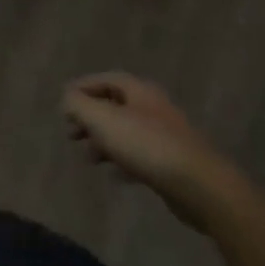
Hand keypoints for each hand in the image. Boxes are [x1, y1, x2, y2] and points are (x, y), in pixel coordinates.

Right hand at [63, 73, 244, 228]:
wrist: (199, 186)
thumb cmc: (146, 145)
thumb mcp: (103, 120)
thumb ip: (80, 105)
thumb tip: (67, 98)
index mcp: (139, 91)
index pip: (106, 79)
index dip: (83, 88)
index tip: (64, 103)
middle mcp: (153, 107)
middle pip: (115, 106)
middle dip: (91, 118)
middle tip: (72, 133)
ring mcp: (166, 135)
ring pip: (127, 132)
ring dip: (104, 142)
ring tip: (89, 158)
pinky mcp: (174, 162)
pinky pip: (141, 156)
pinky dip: (124, 161)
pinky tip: (115, 176)